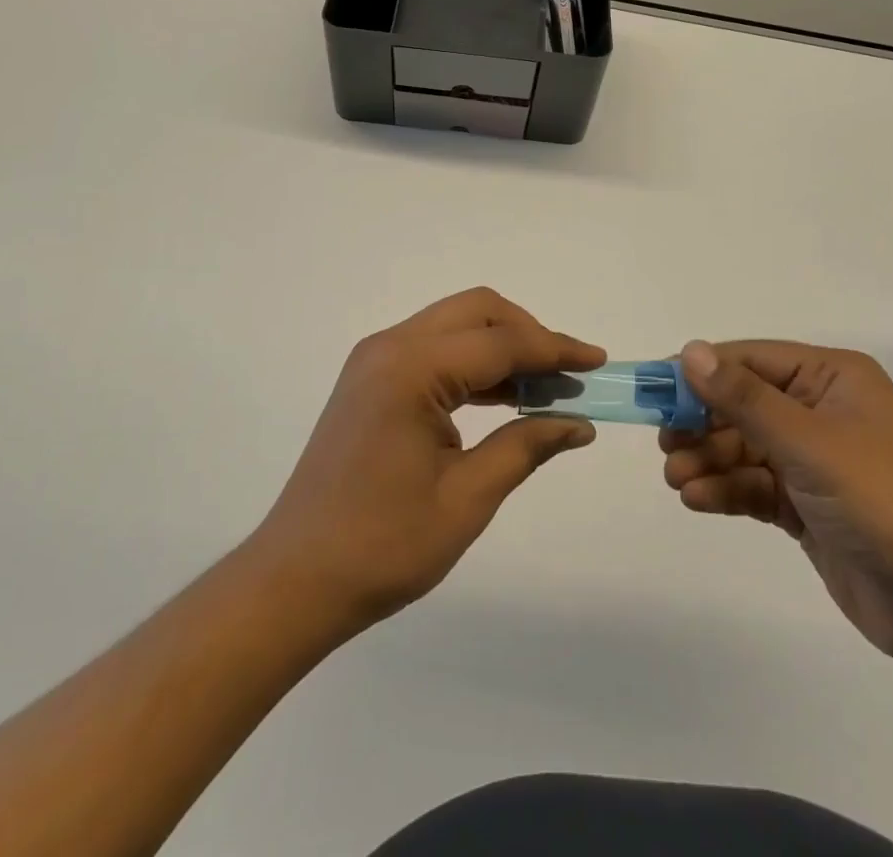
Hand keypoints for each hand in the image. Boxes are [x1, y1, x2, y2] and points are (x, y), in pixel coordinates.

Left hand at [251, 288, 603, 632]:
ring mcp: (375, 360)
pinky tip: (503, 398)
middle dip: (529, 335)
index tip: (597, 362)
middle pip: (477, 312)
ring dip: (502, 347)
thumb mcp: (467, 498)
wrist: (295, 580)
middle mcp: (390, 347)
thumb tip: (578, 423)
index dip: (555, 350)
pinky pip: (434, 350)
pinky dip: (473, 364)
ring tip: (545, 389)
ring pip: (455, 325)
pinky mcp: (371, 379)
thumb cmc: (382, 546)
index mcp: (411, 369)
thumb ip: (526, 446)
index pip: (501, 342)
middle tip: (568, 375)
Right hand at [660, 340, 892, 662]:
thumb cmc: (883, 502)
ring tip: (675, 479)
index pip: (751, 360)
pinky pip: (754, 484)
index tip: (654, 388)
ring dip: (707, 460)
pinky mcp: (807, 504)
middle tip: (664, 444)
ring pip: (743, 446)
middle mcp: (820, 410)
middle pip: (742, 404)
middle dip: (701, 424)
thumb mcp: (809, 443)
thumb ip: (744, 398)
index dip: (701, 372)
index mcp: (831, 379)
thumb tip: (691, 350)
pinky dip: (725, 490)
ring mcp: (814, 460)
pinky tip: (696, 499)